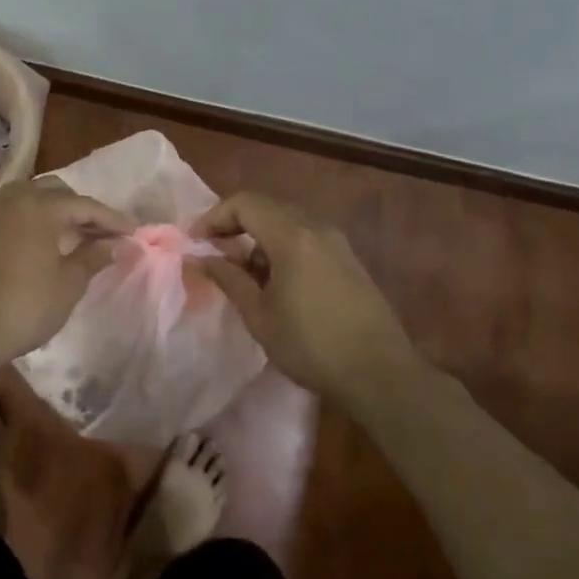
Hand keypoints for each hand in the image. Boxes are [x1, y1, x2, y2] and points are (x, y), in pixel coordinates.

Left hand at [0, 178, 132, 369]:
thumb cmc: (25, 305)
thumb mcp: (68, 284)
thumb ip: (93, 257)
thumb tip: (115, 244)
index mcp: (40, 205)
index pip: (85, 206)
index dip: (113, 220)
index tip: (135, 233)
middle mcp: (16, 198)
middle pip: (58, 193)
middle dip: (83, 210)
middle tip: (105, 234)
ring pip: (35, 198)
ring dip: (59, 212)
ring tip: (80, 236)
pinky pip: (18, 211)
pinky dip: (38, 219)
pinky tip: (51, 242)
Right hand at [192, 191, 410, 402]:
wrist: (381, 374)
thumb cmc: (311, 345)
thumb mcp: (259, 315)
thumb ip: (228, 279)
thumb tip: (200, 258)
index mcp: (292, 236)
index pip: (244, 203)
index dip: (214, 217)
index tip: (197, 243)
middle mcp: (316, 228)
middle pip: (267, 206)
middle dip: (235, 224)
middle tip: (215, 253)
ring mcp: (337, 242)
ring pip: (287, 221)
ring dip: (259, 237)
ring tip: (244, 274)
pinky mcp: (348, 259)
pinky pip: (306, 237)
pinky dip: (282, 247)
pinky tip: (276, 282)